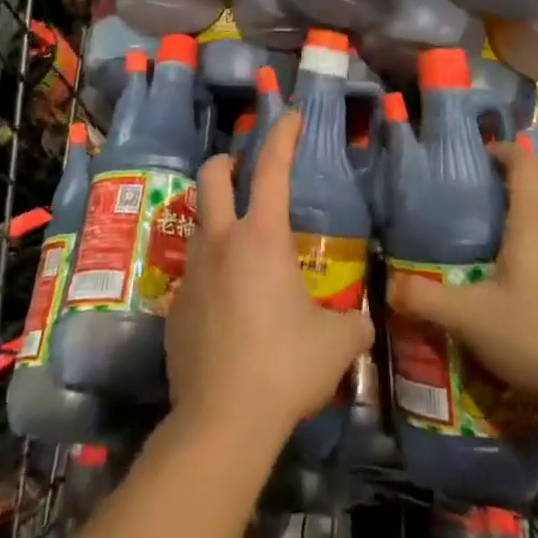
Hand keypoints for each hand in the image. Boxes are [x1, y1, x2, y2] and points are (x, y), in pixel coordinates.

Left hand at [166, 114, 374, 442]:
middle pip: (212, 175)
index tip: (290, 116)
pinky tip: (227, 308)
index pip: (272, 167)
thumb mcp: (335, 345)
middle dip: (226, 161)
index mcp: (262, 236)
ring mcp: (192, 273)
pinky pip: (193, 275)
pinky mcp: (175, 308)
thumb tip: (362, 323)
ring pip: (198, 223)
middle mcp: (221, 241)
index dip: (282, 135)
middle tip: (242, 170)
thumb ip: (352, 325)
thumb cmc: (285, 366)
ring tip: (239, 245)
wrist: (222, 422)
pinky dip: (210, 275)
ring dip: (217, 220)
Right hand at [386, 137, 537, 421]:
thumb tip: (390, 286)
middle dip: (517, 185)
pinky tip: (532, 283)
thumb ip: (427, 300)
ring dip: (536, 217)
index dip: (505, 150)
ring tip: (504, 242)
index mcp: (534, 218)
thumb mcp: (471, 319)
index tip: (481, 156)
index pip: (525, 161)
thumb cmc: (537, 335)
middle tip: (485, 202)